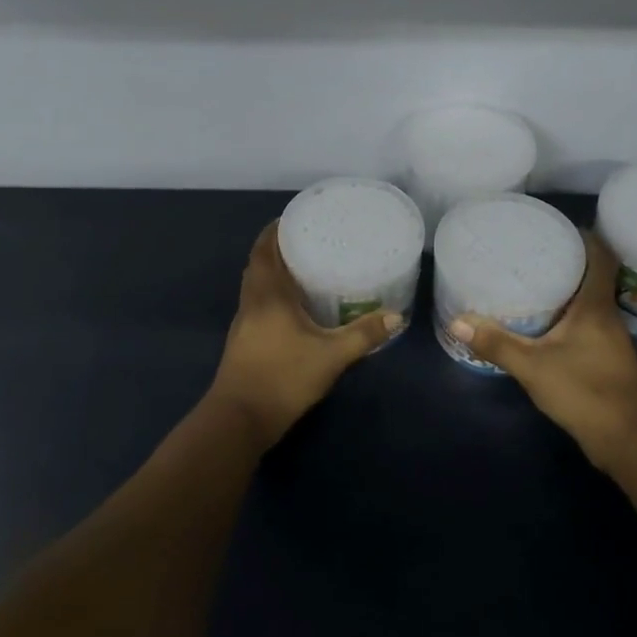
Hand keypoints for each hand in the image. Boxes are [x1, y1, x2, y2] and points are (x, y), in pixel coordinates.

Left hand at [206, 222, 401, 449]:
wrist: (240, 419)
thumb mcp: (332, 356)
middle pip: (258, 263)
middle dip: (277, 247)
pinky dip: (271, 293)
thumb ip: (364, 335)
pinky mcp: (243, 341)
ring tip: (303, 266)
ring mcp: (244, 322)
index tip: (296, 218)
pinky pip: (257, 303)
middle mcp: (252, 301)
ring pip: (255, 284)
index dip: (276, 229)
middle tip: (308, 239)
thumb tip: (397, 316)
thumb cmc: (284, 377)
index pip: (265, 249)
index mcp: (268, 294)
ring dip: (272, 271)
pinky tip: (293, 306)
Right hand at [447, 232, 636, 473]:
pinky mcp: (607, 360)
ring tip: (534, 280)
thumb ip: (496, 343)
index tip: (557, 226)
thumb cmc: (585, 392)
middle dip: (568, 261)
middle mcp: (608, 316)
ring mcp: (611, 340)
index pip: (600, 256)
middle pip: (593, 276)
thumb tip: (457, 321)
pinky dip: (568, 315)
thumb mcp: (533, 366)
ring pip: (590, 302)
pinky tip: (546, 323)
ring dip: (568, 289)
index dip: (584, 236)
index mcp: (596, 306)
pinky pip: (587, 323)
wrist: (629, 440)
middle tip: (532, 251)